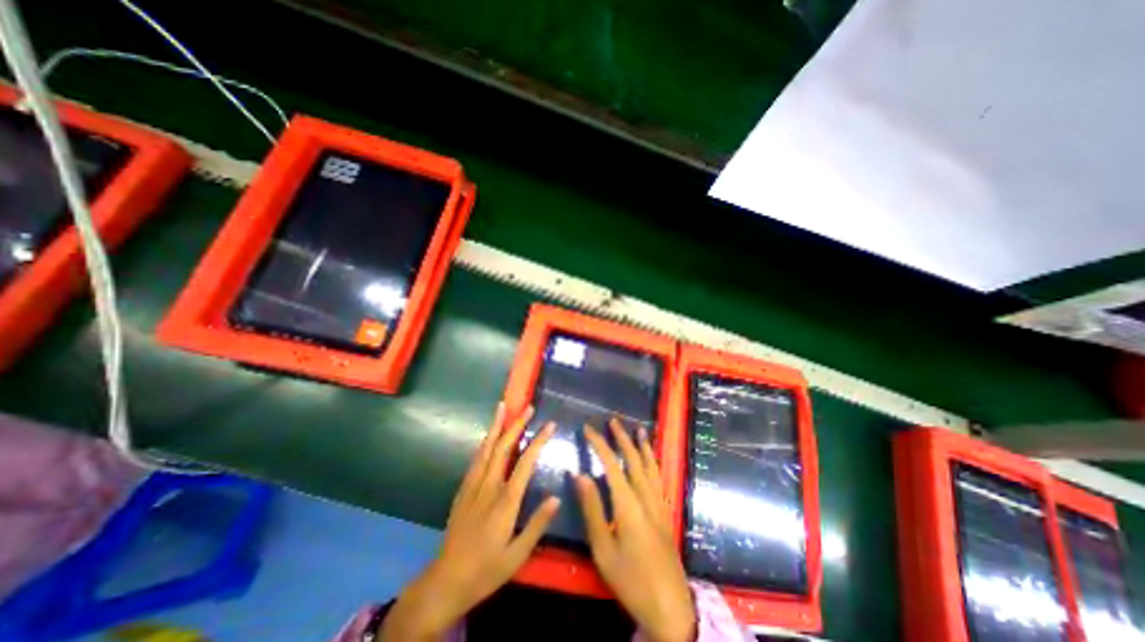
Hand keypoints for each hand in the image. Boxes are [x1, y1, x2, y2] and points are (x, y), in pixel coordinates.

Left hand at [382, 407, 562, 641]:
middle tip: (528, 406)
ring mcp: (473, 486)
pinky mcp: (463, 490)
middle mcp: (489, 486)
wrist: (446, 581)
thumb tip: (556, 498)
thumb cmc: (487, 569)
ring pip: (486, 448)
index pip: (526, 462)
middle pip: (503, 448)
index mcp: (505, 500)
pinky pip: (476, 460)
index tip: (550, 424)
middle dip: (516, 424)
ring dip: (496, 426)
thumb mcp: (518, 555)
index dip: (538, 441)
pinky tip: (488, 436)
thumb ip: (537, 524)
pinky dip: (484, 443)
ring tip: (502, 408)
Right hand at [577, 418, 692, 641]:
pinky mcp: (665, 513)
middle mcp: (646, 497)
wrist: (670, 607)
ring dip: (642, 446)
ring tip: (639, 430)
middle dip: (623, 438)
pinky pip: (659, 478)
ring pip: (651, 466)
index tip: (588, 429)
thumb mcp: (603, 549)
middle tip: (613, 421)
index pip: (611, 464)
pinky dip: (654, 462)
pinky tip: (652, 461)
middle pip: (634, 459)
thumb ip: (592, 509)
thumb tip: (579, 475)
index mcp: (628, 504)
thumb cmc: (631, 579)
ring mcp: (659, 504)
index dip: (600, 443)